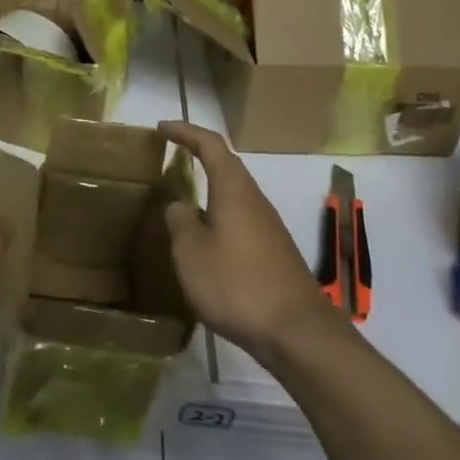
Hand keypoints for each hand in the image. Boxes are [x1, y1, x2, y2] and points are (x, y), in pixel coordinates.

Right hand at [158, 122, 334, 361]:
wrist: (297, 331)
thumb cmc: (237, 285)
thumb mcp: (191, 254)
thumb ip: (180, 223)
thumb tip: (179, 205)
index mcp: (234, 190)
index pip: (210, 145)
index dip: (186, 131)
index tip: (162, 128)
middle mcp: (255, 200)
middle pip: (227, 166)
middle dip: (199, 156)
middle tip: (170, 157)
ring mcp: (268, 227)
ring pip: (234, 195)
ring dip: (209, 190)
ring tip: (181, 203)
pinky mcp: (274, 252)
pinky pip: (241, 220)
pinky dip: (219, 217)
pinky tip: (206, 243)